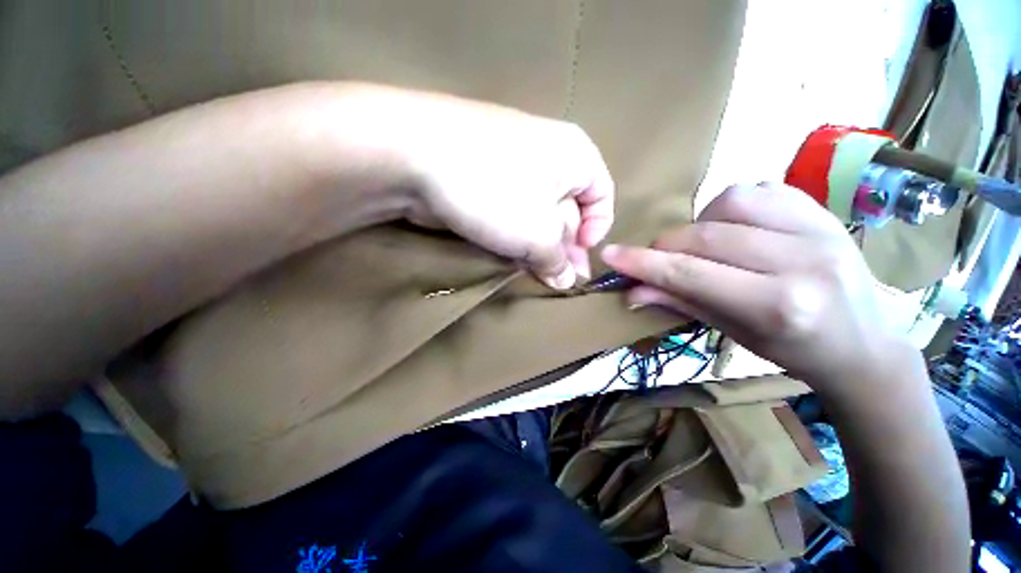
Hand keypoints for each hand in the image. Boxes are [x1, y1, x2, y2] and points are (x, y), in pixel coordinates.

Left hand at [341, 86, 613, 288]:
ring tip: (532, 272)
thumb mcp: (539, 234)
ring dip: (536, 246)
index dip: (597, 228)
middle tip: (556, 279)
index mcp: (575, 155)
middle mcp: (548, 155)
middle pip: (567, 208)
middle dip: (563, 246)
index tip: (581, 254)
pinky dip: (513, 235)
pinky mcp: (485, 179)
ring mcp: (512, 166)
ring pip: (536, 213)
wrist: (416, 158)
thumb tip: (566, 281)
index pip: (602, 194)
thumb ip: (557, 259)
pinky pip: (511, 211)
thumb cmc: (497, 192)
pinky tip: (509, 255)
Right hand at [600, 182, 910, 397]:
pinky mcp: (824, 211)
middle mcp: (802, 262)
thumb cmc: (791, 348)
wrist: (863, 343)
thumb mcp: (729, 332)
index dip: (644, 263)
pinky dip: (731, 205)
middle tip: (658, 259)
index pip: (691, 274)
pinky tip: (733, 227)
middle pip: (706, 237)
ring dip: (700, 223)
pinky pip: (761, 189)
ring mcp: (820, 229)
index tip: (610, 255)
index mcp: (778, 306)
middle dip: (667, 247)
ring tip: (703, 244)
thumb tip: (631, 290)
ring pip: (731, 202)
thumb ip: (678, 303)